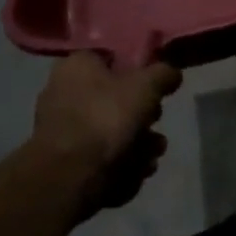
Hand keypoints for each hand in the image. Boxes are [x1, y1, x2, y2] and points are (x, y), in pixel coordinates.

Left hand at [31, 53, 182, 212]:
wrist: (70, 178)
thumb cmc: (106, 118)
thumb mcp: (146, 85)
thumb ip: (164, 74)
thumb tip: (172, 74)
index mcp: (75, 66)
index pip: (112, 57)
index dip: (139, 69)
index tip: (156, 84)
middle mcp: (63, 93)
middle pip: (117, 98)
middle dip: (144, 114)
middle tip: (154, 121)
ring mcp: (63, 130)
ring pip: (113, 130)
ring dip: (140, 142)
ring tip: (152, 154)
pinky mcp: (66, 162)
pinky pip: (103, 156)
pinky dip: (123, 163)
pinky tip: (137, 171)